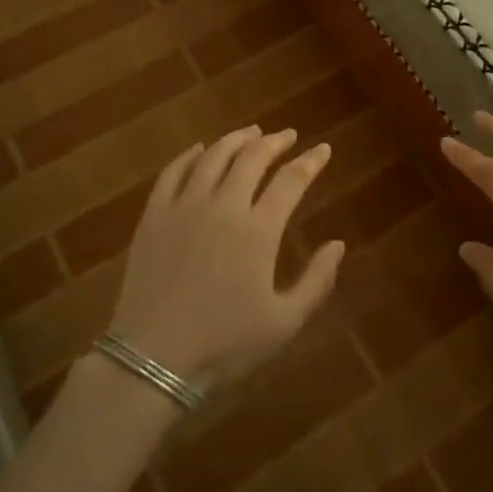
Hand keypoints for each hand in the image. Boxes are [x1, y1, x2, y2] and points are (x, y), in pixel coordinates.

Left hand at [109, 126, 339, 391]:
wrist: (153, 358)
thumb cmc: (225, 344)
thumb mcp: (284, 323)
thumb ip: (317, 281)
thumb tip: (339, 244)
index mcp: (259, 230)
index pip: (291, 180)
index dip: (311, 161)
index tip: (323, 149)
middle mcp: (224, 205)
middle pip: (252, 157)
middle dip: (275, 141)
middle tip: (287, 135)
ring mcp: (185, 206)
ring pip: (214, 156)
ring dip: (236, 139)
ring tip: (251, 133)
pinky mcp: (154, 214)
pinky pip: (173, 171)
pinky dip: (190, 154)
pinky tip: (200, 149)